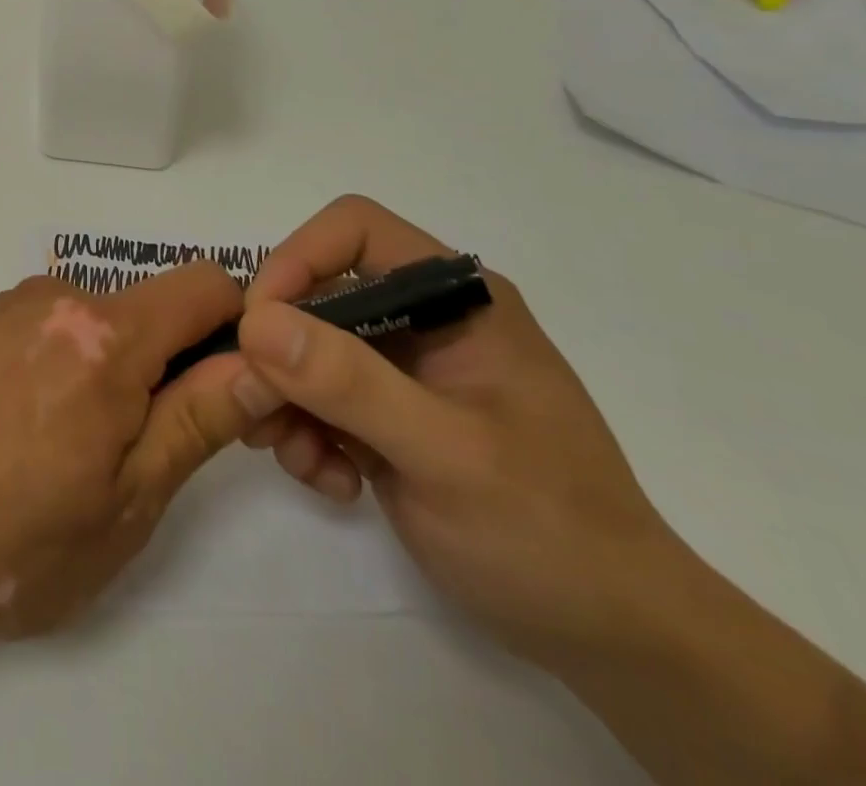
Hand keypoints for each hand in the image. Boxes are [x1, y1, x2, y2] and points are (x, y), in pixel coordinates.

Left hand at [0, 262, 267, 645]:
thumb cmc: (10, 541)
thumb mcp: (126, 501)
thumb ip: (199, 420)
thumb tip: (261, 365)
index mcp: (106, 335)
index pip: (209, 285)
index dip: (238, 330)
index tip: (229, 391)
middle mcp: (62, 296)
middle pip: (155, 306)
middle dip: (173, 363)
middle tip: (146, 449)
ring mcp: (16, 303)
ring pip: (106, 320)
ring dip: (118, 368)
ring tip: (76, 449)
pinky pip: (59, 325)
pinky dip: (73, 362)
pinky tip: (34, 428)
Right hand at [234, 196, 692, 666]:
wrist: (611, 636)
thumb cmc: (547, 530)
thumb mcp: (446, 453)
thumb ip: (350, 383)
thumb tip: (256, 322)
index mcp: (454, 298)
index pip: (354, 229)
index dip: (297, 259)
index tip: (259, 326)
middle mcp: (422, 318)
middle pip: (316, 291)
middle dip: (278, 349)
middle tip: (255, 407)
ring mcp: (402, 368)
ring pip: (304, 347)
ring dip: (284, 397)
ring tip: (297, 456)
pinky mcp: (385, 414)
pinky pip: (316, 397)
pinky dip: (305, 432)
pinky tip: (331, 481)